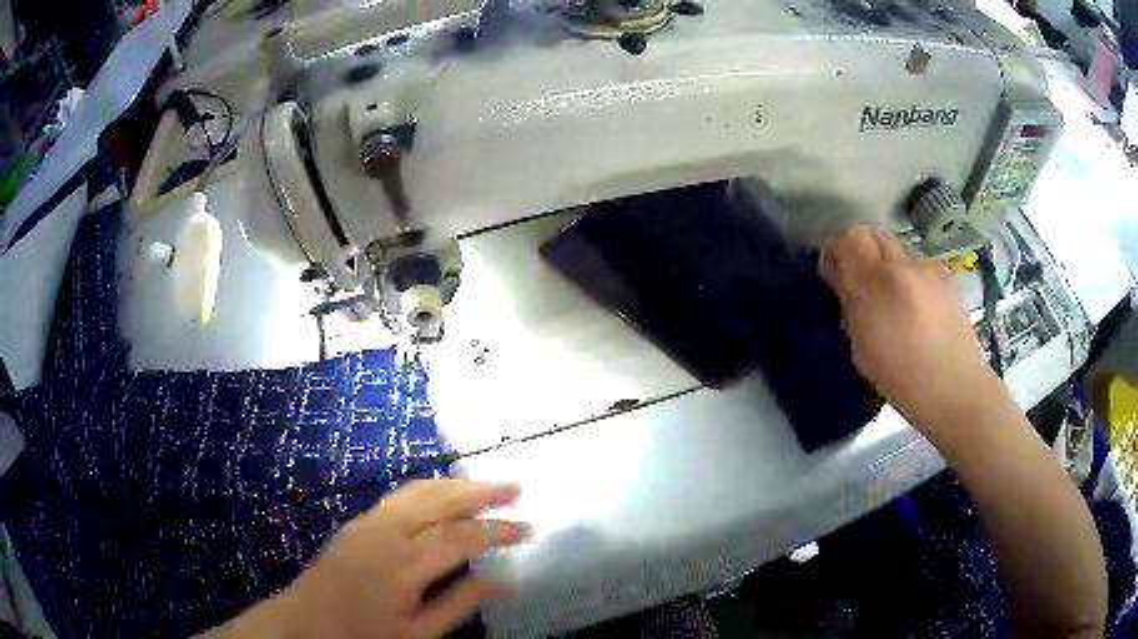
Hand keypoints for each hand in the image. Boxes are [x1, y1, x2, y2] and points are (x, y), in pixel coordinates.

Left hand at [224, 480, 526, 638]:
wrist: (304, 626)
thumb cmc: (364, 637)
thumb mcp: (418, 634)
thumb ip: (459, 603)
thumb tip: (503, 581)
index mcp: (405, 565)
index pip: (462, 537)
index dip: (498, 530)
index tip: (528, 527)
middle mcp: (387, 534)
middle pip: (440, 501)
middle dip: (481, 492)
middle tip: (516, 486)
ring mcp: (368, 524)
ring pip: (418, 492)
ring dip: (454, 484)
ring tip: (485, 483)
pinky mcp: (356, 524)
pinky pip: (398, 497)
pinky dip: (427, 489)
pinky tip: (440, 493)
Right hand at [819, 228, 992, 428]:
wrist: (952, 386)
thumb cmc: (900, 377)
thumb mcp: (862, 346)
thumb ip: (850, 303)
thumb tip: (840, 277)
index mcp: (877, 282)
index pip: (848, 241)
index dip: (836, 252)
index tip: (833, 274)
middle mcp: (902, 266)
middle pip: (873, 236)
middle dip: (861, 252)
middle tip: (859, 281)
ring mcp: (927, 269)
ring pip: (897, 252)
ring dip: (887, 266)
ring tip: (891, 299)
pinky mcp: (946, 278)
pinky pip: (919, 267)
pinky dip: (910, 278)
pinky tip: (917, 307)